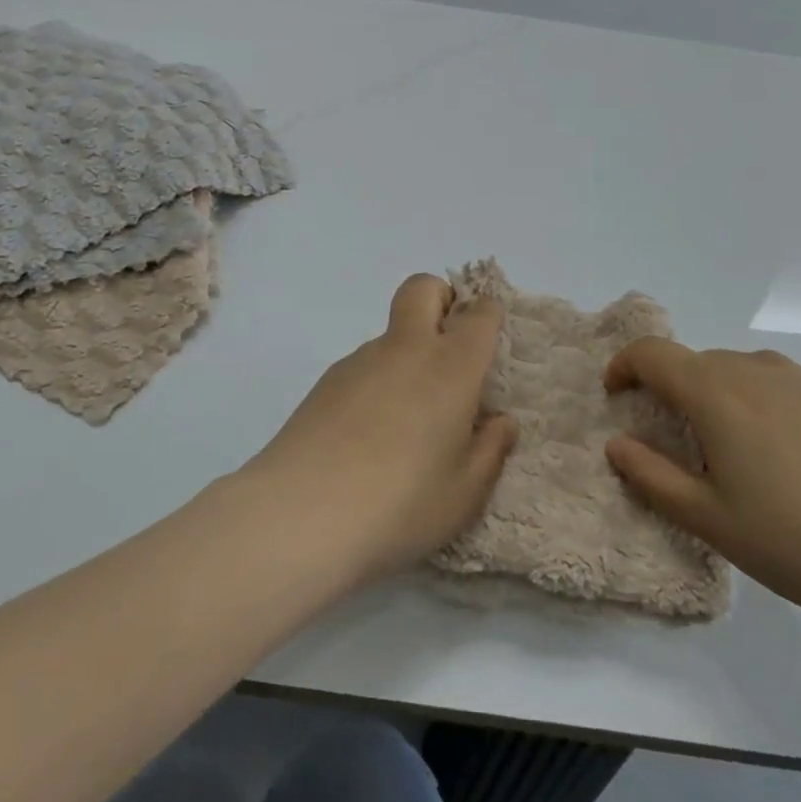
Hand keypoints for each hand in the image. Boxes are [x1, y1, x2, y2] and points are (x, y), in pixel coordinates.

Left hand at [242, 274, 517, 584]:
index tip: (491, 340)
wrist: (301, 513)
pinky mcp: (326, 381)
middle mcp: (405, 350)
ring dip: (408, 353)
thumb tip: (499, 421)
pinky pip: (364, 366)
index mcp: (450, 367)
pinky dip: (378, 382)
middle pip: (422, 288)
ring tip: (408, 422)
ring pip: (391, 333)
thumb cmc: (401, 503)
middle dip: (441, 298)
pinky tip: (369, 436)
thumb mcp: (465, 493)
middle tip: (450, 347)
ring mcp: (359, 361)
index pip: (478, 315)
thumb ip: (490, 450)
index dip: (489, 315)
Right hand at [604, 339, 800, 637]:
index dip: (624, 366)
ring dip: (712, 391)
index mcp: (716, 393)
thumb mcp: (709, 519)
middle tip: (668, 436)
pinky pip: (775, 382)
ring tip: (723, 446)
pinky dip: (753, 399)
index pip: (652, 353)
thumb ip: (651, 476)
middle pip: (693, 360)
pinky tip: (777, 453)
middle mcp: (756, 371)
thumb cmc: (798, 544)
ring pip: (736, 369)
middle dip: (667, 386)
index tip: (615, 395)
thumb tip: (617, 445)